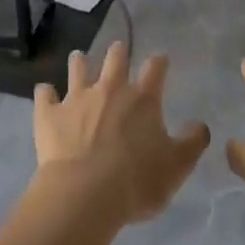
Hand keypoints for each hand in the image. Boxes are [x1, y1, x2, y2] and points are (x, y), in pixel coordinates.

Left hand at [33, 44, 209, 225]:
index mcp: (143, 98)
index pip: (155, 68)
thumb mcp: (177, 166)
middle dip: (118, 52)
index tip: (160, 61)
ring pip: (78, 69)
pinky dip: (45, 93)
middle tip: (118, 50)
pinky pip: (44, 95)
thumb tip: (200, 125)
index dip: (159, 63)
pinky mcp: (49, 114)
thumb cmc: (137, 181)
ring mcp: (76, 98)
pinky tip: (45, 93)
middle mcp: (110, 89)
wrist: (84, 194)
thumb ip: (192, 143)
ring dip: (79, 62)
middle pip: (115, 59)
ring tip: (79, 58)